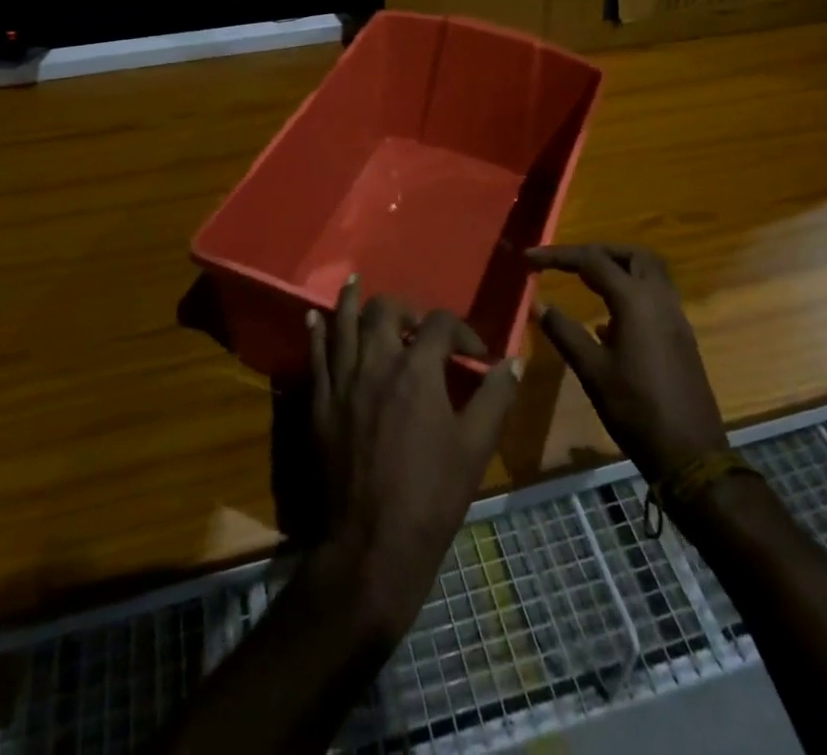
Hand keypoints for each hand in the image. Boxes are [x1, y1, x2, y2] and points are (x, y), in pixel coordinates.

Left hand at [304, 277, 521, 644]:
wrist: (372, 544)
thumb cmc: (432, 495)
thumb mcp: (475, 447)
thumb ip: (495, 397)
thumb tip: (512, 362)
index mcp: (417, 369)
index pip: (439, 325)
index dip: (461, 331)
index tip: (475, 354)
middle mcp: (376, 362)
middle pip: (385, 310)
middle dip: (405, 309)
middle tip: (417, 326)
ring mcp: (343, 380)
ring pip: (343, 322)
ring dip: (352, 301)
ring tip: (355, 283)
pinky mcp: (320, 402)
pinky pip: (315, 355)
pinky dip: (316, 332)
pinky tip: (314, 318)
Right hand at [527, 243, 728, 483]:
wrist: (691, 455)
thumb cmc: (636, 410)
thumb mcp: (592, 371)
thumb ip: (564, 332)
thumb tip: (538, 304)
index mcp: (636, 302)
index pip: (592, 261)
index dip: (558, 256)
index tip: (529, 258)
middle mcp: (660, 300)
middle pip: (632, 255)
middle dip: (598, 251)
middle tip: (568, 263)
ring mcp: (675, 318)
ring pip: (649, 273)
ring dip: (618, 269)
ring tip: (584, 282)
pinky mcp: (680, 337)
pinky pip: (655, 297)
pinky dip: (630, 292)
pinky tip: (606, 320)